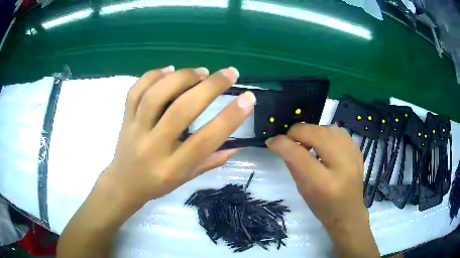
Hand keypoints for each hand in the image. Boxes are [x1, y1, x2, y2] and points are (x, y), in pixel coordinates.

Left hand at [102, 66, 255, 209]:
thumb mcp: (186, 178)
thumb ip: (211, 160)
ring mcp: (135, 130)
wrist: (123, 183)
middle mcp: (153, 147)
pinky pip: (135, 91)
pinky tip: (169, 70)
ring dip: (181, 77)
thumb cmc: (157, 184)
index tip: (247, 99)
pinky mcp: (125, 119)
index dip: (229, 118)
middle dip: (209, 87)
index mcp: (172, 168)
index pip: (204, 140)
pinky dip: (153, 75)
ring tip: (201, 71)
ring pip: (155, 95)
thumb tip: (238, 144)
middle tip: (229, 73)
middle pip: (181, 111)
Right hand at [266, 124, 378, 256]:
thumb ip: (292, 164)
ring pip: (327, 128)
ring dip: (312, 132)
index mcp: (324, 183)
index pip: (298, 154)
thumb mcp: (302, 190)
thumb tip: (281, 143)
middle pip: (315, 134)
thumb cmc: (323, 207)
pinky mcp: (358, 150)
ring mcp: (353, 155)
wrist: (348, 213)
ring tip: (307, 143)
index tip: (271, 142)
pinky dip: (325, 133)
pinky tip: (322, 144)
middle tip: (290, 140)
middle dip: (297, 132)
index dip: (281, 143)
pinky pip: (338, 131)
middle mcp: (342, 165)